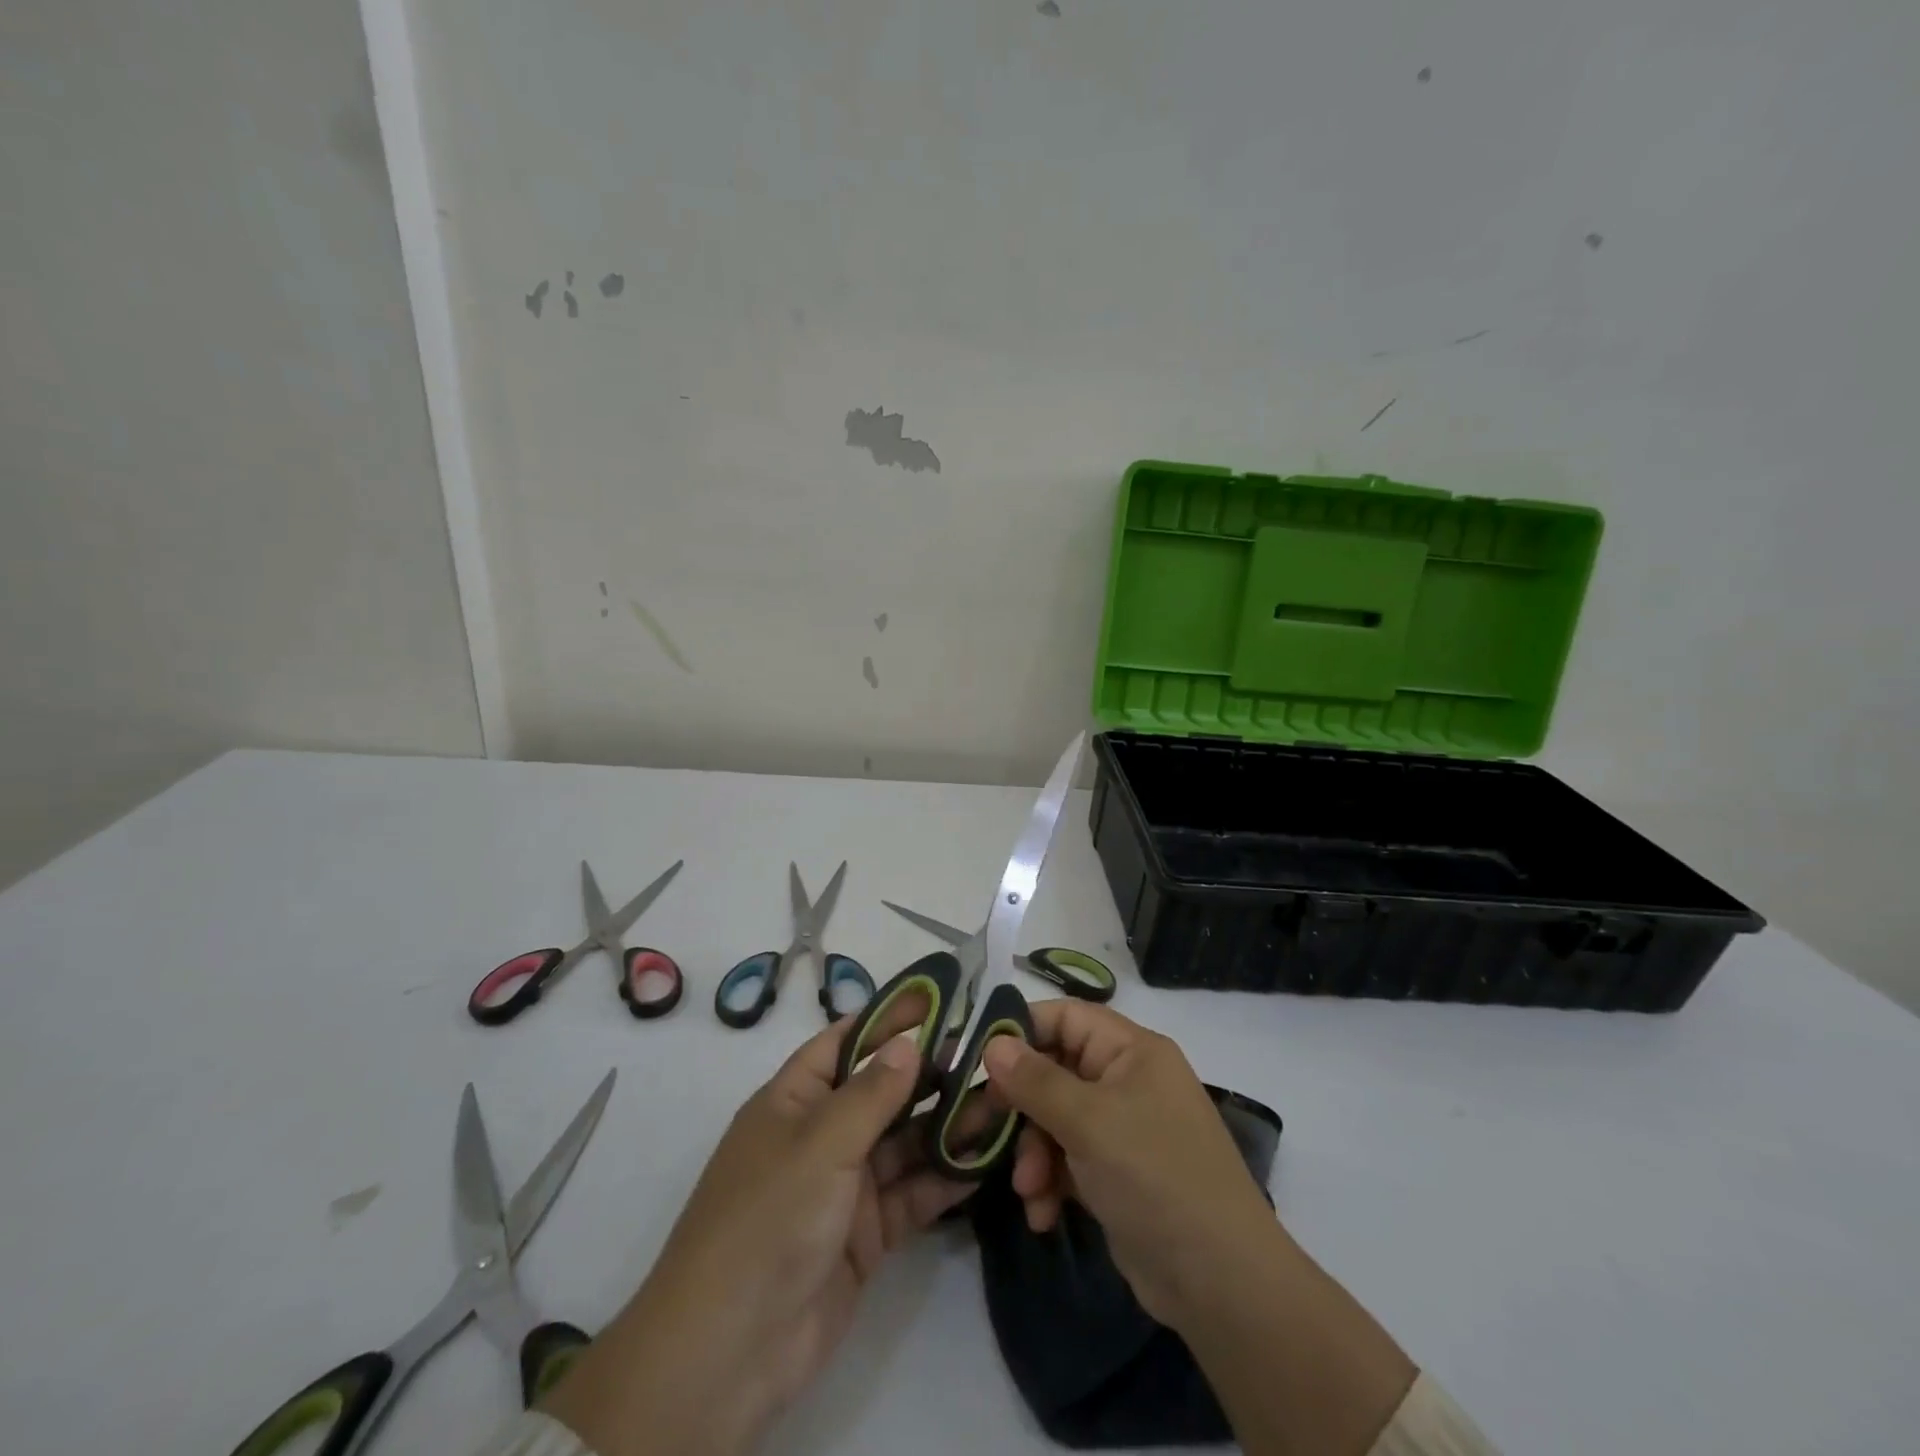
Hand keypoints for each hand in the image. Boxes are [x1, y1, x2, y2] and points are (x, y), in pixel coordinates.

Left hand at [542, 1005, 969, 1455]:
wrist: (730, 1351)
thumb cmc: (768, 1219)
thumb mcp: (821, 1143)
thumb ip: (872, 1093)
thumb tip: (908, 1042)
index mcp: (795, 1099)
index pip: (846, 1042)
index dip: (888, 1018)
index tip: (939, 997)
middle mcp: (821, 1135)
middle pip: (883, 1092)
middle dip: (930, 1075)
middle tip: (988, 1056)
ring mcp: (845, 1186)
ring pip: (905, 1143)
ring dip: (947, 1127)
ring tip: (999, 1104)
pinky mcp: (866, 1234)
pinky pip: (912, 1194)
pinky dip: (944, 1179)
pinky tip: (984, 1162)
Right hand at [980, 1000, 1281, 1327]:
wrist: (1220, 1283)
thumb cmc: (1155, 1176)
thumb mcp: (1089, 1122)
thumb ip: (1036, 1080)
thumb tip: (993, 1043)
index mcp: (1131, 1050)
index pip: (1065, 1017)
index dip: (1021, 1031)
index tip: (978, 1059)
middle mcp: (1127, 1080)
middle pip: (1054, 1071)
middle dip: (1019, 1106)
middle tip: (978, 1127)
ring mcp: (1123, 1128)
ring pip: (1055, 1119)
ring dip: (1033, 1152)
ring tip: (1027, 1189)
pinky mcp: (1117, 1173)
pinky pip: (1068, 1159)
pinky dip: (1051, 1181)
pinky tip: (1042, 1214)